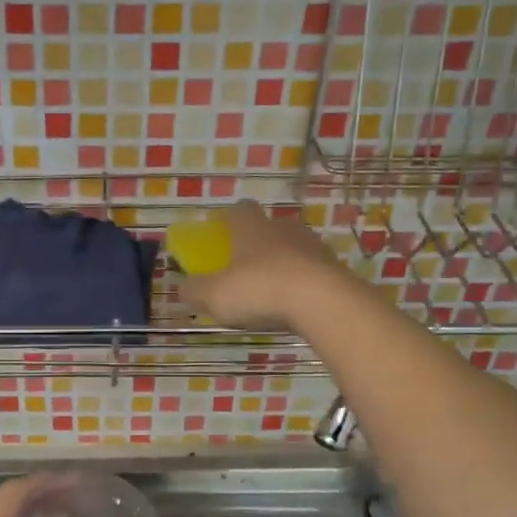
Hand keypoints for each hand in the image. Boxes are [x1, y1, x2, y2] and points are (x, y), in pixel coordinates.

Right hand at [178, 200, 355, 330]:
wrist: (324, 302)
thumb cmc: (260, 289)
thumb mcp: (215, 295)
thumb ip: (196, 290)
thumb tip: (184, 287)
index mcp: (251, 226)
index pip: (237, 210)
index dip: (226, 221)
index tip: (218, 236)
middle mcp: (282, 228)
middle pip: (265, 229)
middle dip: (253, 245)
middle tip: (241, 269)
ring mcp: (312, 246)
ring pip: (290, 249)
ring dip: (279, 265)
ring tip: (268, 292)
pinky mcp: (333, 268)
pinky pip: (309, 271)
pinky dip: (299, 283)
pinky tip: (291, 305)